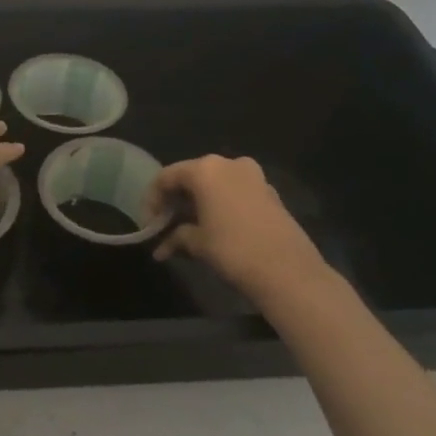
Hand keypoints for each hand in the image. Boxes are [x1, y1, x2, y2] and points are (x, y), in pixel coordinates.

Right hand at [148, 155, 329, 299]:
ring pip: (214, 186)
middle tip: (163, 226)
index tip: (147, 224)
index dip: (151, 200)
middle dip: (174, 202)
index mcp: (205, 170)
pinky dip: (218, 208)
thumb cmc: (233, 250)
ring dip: (196, 206)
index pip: (166, 177)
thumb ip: (176, 237)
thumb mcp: (197, 243)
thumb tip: (163, 247)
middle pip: (191, 178)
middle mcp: (229, 165)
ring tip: (186, 232)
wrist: (288, 271)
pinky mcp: (269, 193)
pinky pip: (233, 194)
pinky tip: (212, 231)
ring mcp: (253, 177)